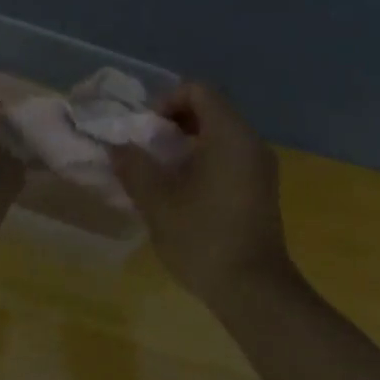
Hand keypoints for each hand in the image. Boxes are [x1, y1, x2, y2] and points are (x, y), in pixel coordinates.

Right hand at [109, 82, 297, 303]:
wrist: (253, 289)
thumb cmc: (203, 238)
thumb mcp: (158, 202)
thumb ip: (134, 168)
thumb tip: (118, 148)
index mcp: (230, 136)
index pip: (199, 90)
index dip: (166, 101)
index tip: (146, 131)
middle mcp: (252, 143)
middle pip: (211, 110)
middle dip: (174, 123)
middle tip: (148, 150)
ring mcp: (261, 168)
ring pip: (221, 136)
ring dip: (188, 144)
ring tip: (161, 173)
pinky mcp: (261, 190)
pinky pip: (231, 157)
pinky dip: (205, 161)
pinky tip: (184, 193)